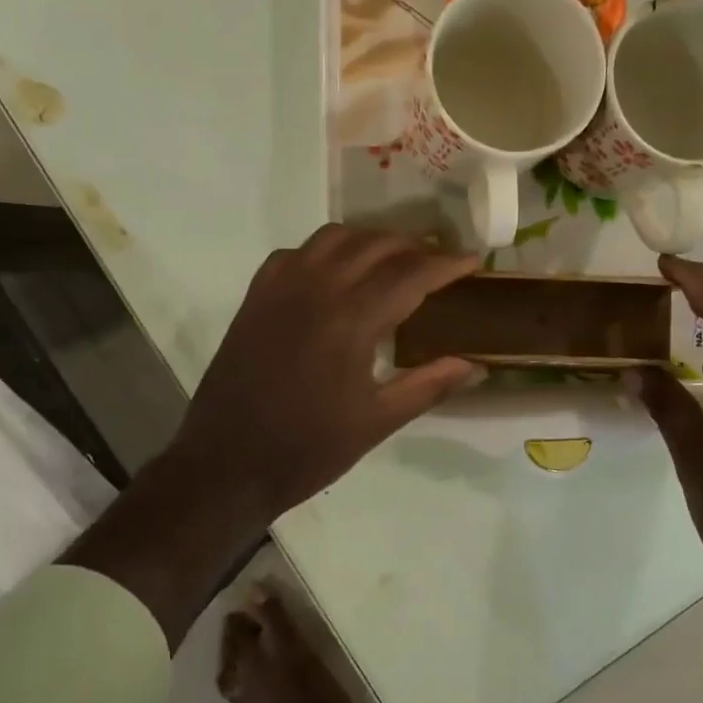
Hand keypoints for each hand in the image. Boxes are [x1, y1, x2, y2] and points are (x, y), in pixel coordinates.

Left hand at [169, 225, 482, 521]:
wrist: (226, 464)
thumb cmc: (307, 449)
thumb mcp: (377, 422)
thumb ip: (429, 385)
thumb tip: (476, 366)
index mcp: (351, 321)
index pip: (410, 274)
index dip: (447, 263)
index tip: (475, 259)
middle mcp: (316, 290)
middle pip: (375, 245)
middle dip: (414, 247)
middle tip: (439, 262)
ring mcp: (280, 289)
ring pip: (333, 238)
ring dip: (370, 240)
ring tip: (393, 260)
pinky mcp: (255, 297)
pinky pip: (296, 254)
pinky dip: (325, 251)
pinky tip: (335, 274)